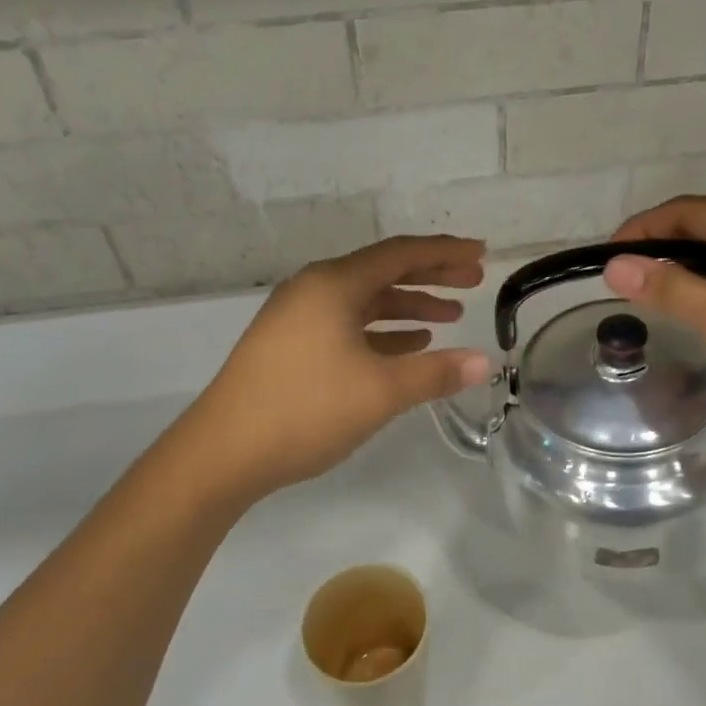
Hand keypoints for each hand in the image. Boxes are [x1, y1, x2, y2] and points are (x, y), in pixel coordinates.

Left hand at [182, 235, 491, 500]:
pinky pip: (346, 324)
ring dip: (407, 306)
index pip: (401, 254)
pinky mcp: (289, 345)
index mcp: (333, 285)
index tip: (482, 253)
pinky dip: (380, 331)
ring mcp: (297, 317)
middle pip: (382, 271)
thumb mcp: (380, 392)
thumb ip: (435, 373)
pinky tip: (406, 346)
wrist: (222, 453)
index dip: (445, 252)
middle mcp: (313, 290)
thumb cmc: (305, 410)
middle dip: (430, 276)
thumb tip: (483, 362)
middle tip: (473, 281)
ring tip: (448, 318)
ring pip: (364, 301)